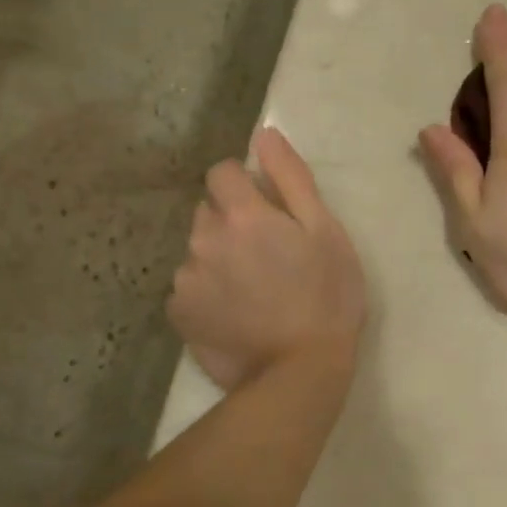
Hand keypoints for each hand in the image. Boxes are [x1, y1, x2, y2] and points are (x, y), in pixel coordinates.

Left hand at [168, 127, 366, 389]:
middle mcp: (204, 239)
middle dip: (232, 222)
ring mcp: (187, 279)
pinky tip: (236, 314)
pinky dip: (207, 293)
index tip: (269, 211)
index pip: (222, 173)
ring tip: (253, 291)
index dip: (245, 185)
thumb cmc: (327, 297)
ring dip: (219, 258)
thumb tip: (264, 136)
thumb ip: (292, 179)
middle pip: (209, 212)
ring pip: (198, 251)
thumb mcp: (326, 232)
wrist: (300, 371)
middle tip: (268, 255)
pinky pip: (189, 287)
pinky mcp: (180, 313)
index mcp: (242, 215)